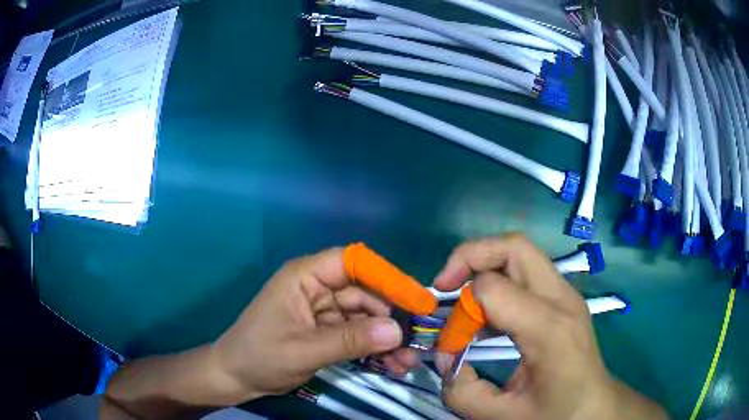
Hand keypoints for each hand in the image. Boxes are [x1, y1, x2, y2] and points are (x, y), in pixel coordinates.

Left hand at [210, 247, 419, 404]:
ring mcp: (324, 311)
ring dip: (387, 338)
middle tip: (417, 341)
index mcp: (305, 276)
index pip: (353, 262)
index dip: (387, 277)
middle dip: (392, 317)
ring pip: (366, 317)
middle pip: (365, 293)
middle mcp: (318, 288)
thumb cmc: (260, 356)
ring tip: (407, 362)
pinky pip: (358, 335)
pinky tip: (392, 365)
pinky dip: (375, 349)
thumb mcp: (304, 350)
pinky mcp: (327, 331)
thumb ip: (350, 340)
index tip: (416, 300)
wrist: (236, 377)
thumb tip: (398, 331)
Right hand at [432, 234, 667, 419]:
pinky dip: (499, 279)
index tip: (451, 344)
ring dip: (484, 265)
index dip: (460, 313)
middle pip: (513, 246)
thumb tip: (445, 357)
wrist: (593, 406)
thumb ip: (461, 390)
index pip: (493, 289)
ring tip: (463, 299)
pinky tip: (488, 314)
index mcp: (550, 329)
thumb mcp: (499, 416)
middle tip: (444, 285)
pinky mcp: (564, 297)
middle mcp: (562, 299)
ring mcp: (566, 294)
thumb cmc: (553, 413)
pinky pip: (525, 271)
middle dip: (470, 256)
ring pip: (519, 252)